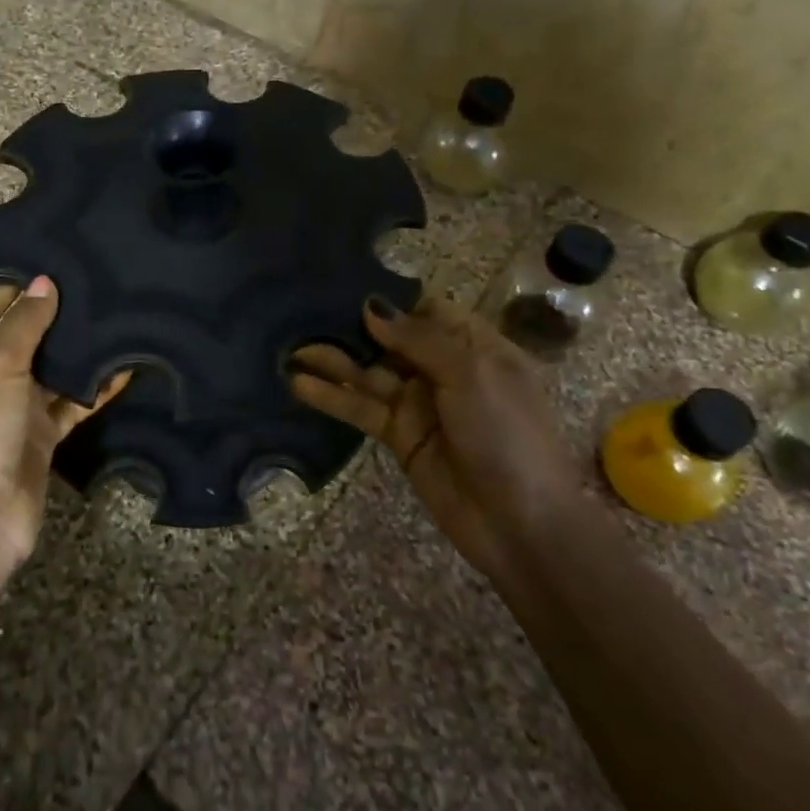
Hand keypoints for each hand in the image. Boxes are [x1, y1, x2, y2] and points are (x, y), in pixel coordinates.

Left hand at [0, 278, 128, 581]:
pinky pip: (69, 404)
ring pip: (48, 370)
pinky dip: (93, 390)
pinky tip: (124, 370)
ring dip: (76, 352)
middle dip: (53, 316)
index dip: (14, 287)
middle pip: (19, 336)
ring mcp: (13, 408)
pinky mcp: (39, 435)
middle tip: (96, 286)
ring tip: (115, 318)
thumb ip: (24, 324)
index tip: (57, 267)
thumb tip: (45, 281)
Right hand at [290, 295, 582, 581]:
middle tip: (303, 313)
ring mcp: (419, 404)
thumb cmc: (506, 434)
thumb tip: (371, 307)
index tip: (347, 287)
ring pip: (369, 373)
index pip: (428, 310)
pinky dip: (332, 397)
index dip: (392, 300)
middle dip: (352, 327)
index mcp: (476, 346)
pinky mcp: (398, 436)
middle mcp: (445, 369)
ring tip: (289, 348)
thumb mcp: (471, 374)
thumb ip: (419, 339)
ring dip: (333, 361)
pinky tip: (299, 385)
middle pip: (391, 339)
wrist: (520, 523)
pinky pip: (361, 409)